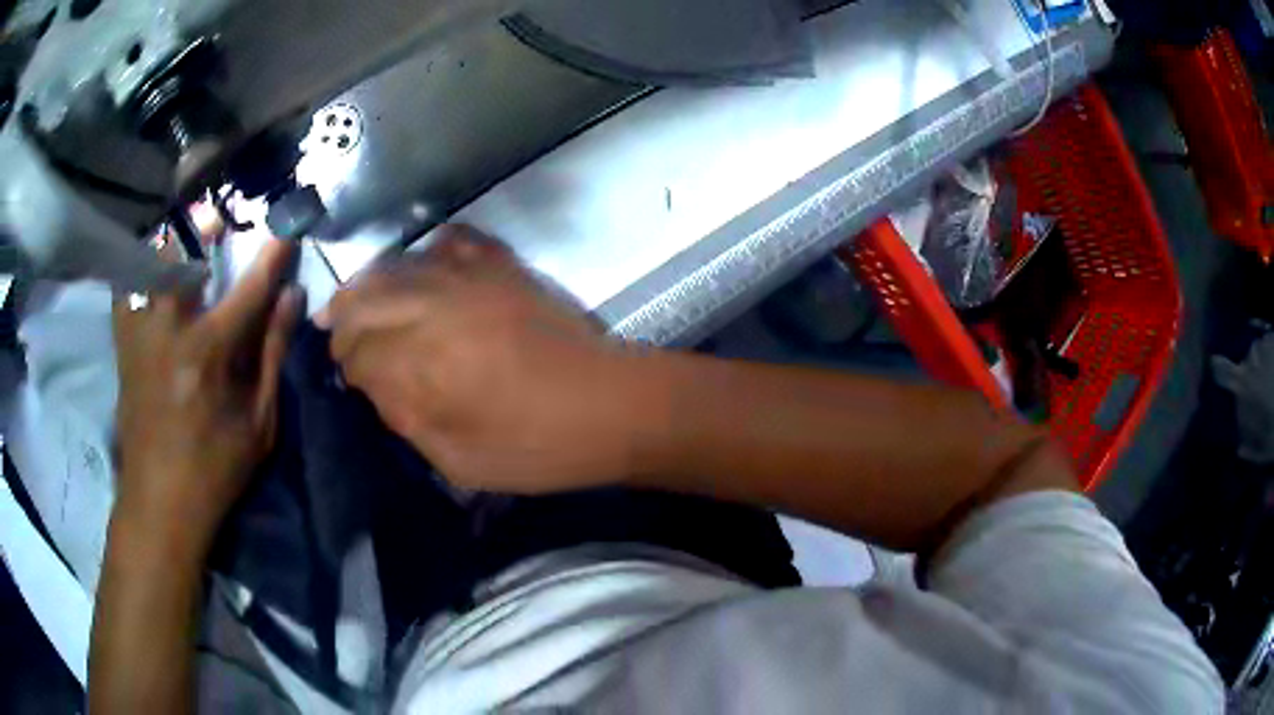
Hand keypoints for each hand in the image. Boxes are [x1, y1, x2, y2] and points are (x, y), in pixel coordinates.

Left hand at [112, 239, 301, 555]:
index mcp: (207, 356)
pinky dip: (137, 270)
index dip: (271, 259)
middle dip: (201, 226)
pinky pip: (124, 290)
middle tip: (217, 219)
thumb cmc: (214, 470)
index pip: (247, 290)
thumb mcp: (258, 425)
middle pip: (181, 256)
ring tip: (182, 236)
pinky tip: (149, 272)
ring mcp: (139, 336)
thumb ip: (272, 355)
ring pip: (146, 264)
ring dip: (166, 242)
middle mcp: (168, 333)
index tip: (286, 233)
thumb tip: (292, 300)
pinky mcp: (123, 346)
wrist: (159, 503)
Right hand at [318, 225, 641, 494]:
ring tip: (357, 300)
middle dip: (344, 318)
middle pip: (365, 299)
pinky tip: (419, 270)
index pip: (357, 351)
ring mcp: (470, 276)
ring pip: (397, 266)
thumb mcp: (459, 460)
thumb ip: (406, 419)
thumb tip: (373, 385)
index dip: (346, 364)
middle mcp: (435, 306)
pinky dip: (425, 254)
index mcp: (422, 362)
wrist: (611, 404)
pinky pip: (450, 240)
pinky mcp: (502, 264)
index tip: (347, 376)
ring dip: (369, 284)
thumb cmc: (536, 446)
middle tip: (336, 334)